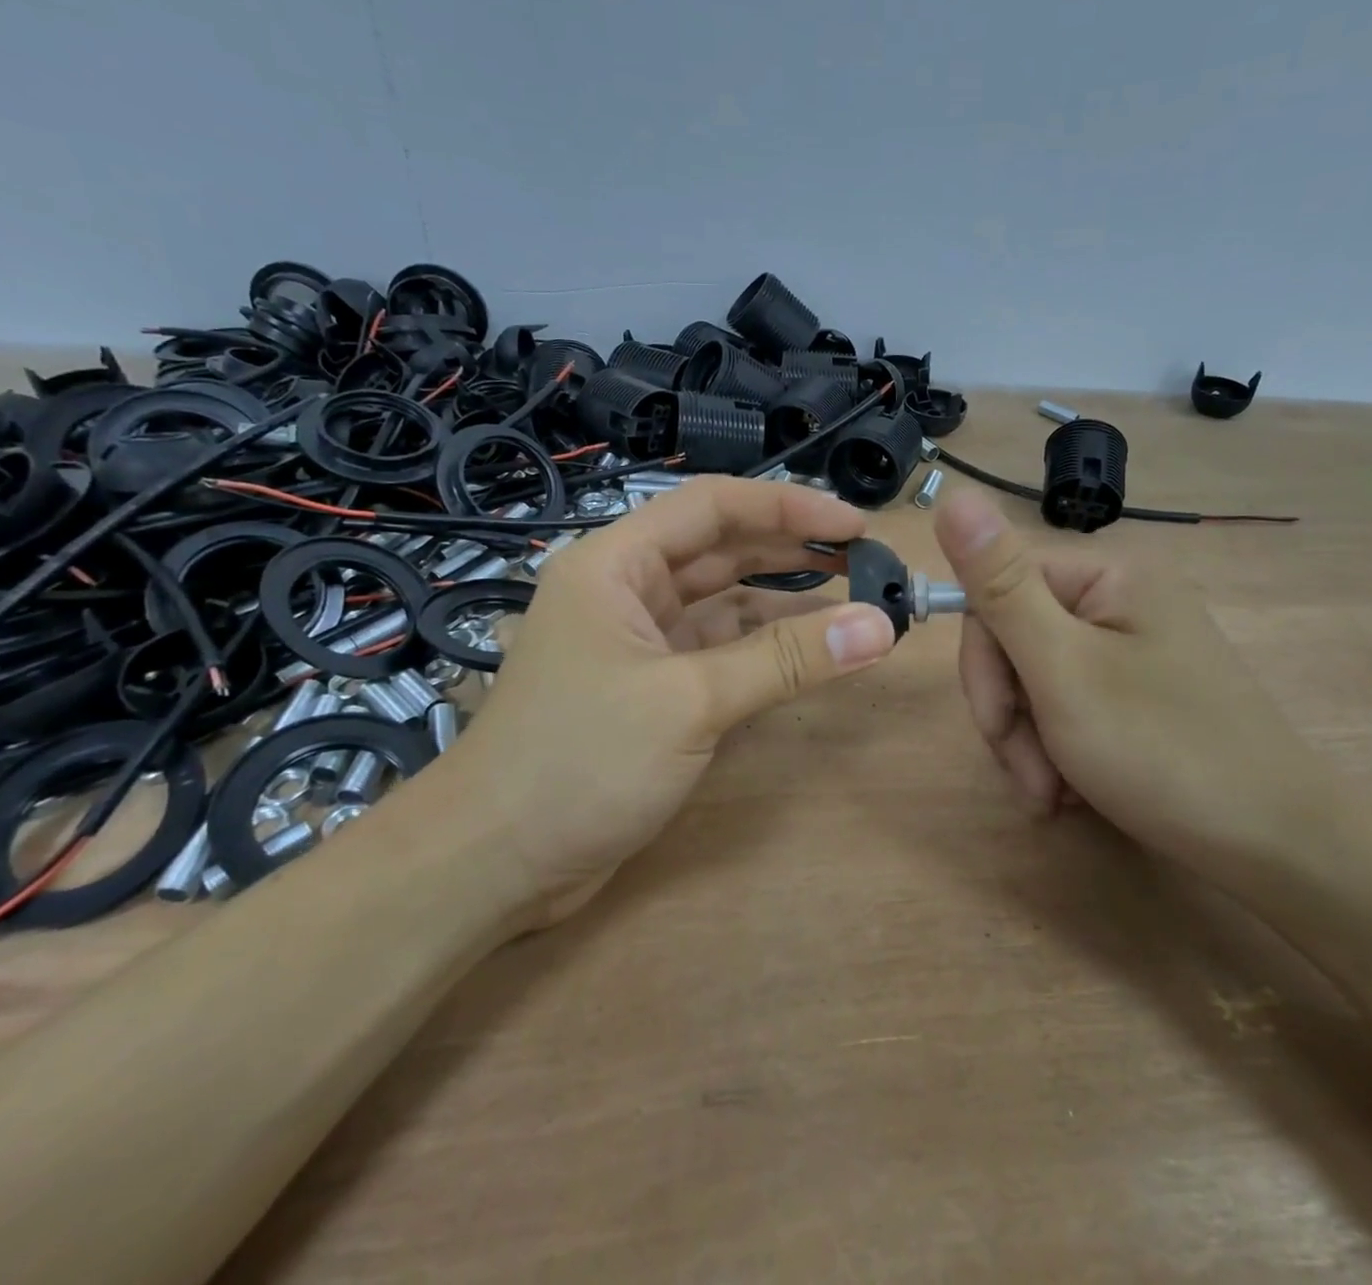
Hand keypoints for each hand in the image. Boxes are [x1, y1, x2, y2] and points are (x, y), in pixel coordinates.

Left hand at [450, 477, 896, 918]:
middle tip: (866, 560)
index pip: (712, 506)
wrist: (491, 865)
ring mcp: (642, 643)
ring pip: (726, 604)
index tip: (855, 525)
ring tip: (855, 601)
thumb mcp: (688, 702)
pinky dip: (768, 650)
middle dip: (793, 550)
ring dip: (787, 604)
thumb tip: (879, 626)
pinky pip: (723, 653)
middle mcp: (628, 592)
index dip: (788, 507)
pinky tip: (814, 652)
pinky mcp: (655, 691)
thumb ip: (785, 661)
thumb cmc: (578, 761)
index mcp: (616, 565)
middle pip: (722, 550)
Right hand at [934, 490, 1329, 885]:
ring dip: (1031, 742)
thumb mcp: (1063, 669)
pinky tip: (1074, 791)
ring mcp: (1135, 647)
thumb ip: (1001, 586)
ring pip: (1036, 680)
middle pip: (1016, 639)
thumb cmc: (1163, 752)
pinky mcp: (1141, 690)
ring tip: (1056, 794)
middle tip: (1035, 779)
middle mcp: (1123, 600)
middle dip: (1012, 716)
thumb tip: (953, 495)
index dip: (983, 662)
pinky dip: (1058, 750)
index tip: (998, 727)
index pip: (997, 591)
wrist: (1281, 850)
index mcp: (1109, 576)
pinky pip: (1069, 704)